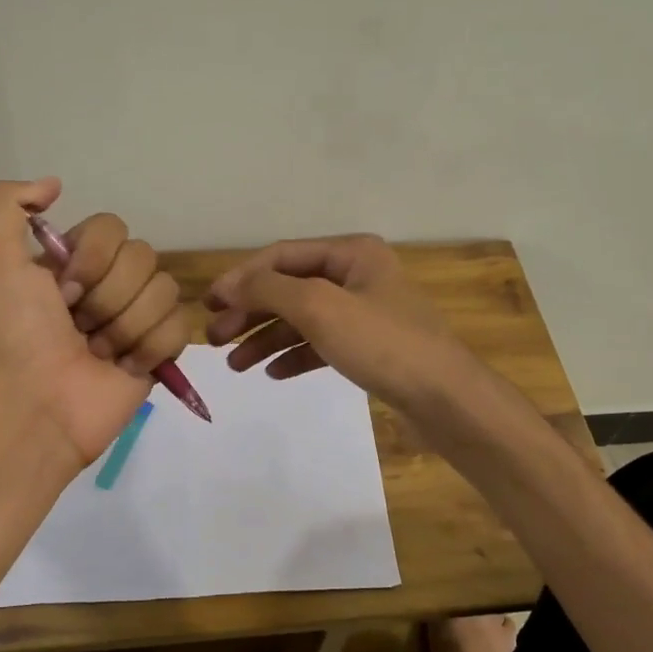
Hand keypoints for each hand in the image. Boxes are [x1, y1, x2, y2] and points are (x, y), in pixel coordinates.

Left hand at [0, 178, 189, 466]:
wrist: (40, 407)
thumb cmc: (17, 337)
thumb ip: (6, 206)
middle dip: (108, 298)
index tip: (63, 293)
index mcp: (76, 262)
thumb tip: (54, 183)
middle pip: (144, 258)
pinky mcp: (161, 351)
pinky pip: (179, 327)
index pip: (113, 227)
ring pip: (165, 291)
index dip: (93, 259)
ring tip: (98, 353)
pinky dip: (150, 349)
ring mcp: (139, 318)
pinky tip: (123, 368)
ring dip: (126, 326)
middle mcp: (110, 284)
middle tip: (80, 328)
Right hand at [203, 235, 485, 420]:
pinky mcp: (370, 348)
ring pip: (303, 319)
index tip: (207, 305)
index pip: (282, 256)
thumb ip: (269, 290)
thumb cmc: (383, 343)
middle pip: (290, 288)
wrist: (445, 398)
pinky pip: (321, 345)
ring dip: (266, 338)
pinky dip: (294, 356)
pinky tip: (272, 373)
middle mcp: (358, 276)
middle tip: (214, 339)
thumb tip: (229, 284)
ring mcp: (365, 313)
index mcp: (352, 253)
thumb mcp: (320, 308)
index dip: (241, 278)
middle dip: (251, 312)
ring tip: (235, 365)